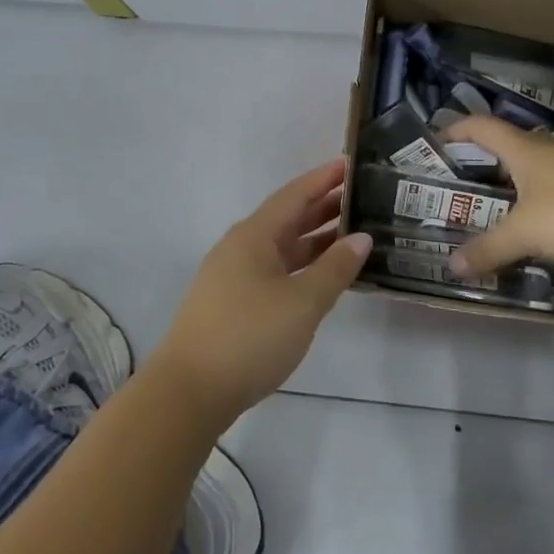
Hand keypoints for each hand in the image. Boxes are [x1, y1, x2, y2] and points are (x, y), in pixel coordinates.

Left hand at [150, 158, 371, 428]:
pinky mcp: (233, 302)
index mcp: (254, 235)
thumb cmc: (249, 337)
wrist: (190, 391)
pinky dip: (302, 266)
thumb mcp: (302, 303)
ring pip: (282, 246)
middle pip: (287, 217)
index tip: (352, 163)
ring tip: (354, 233)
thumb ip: (335, 268)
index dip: (324, 178)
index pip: (294, 195)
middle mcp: (241, 247)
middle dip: (324, 206)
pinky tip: (323, 275)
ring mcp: (234, 275)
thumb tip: (362, 238)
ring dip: (315, 238)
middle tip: (363, 198)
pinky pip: (276, 270)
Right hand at [442, 117, 553, 276]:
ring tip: (494, 212)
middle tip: (459, 186)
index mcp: (526, 149)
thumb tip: (452, 266)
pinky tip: (539, 230)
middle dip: (482, 163)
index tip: (435, 141)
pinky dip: (540, 204)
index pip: (482, 127)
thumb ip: (489, 249)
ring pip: (536, 171)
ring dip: (514, 186)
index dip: (456, 129)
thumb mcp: (526, 233)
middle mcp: (551, 150)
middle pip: (509, 147)